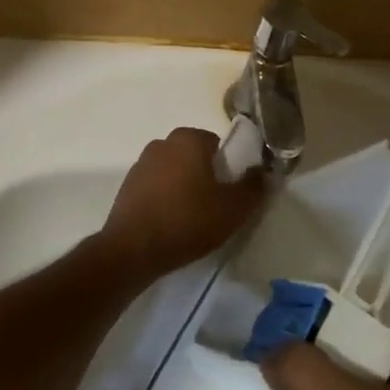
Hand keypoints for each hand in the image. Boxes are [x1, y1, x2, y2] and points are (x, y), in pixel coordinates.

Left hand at [98, 128, 264, 281]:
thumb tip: (262, 171)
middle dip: (206, 176)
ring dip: (184, 187)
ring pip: (174, 171)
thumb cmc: (188, 221)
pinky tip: (170, 223)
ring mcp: (141, 163)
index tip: (231, 193)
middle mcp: (163, 142)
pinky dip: (165, 199)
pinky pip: (156, 187)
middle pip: (195, 156)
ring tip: (191, 219)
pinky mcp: (127, 186)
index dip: (229, 168)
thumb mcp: (233, 208)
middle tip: (215, 207)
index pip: (218, 145)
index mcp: (189, 139)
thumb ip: (254, 187)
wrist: (132, 250)